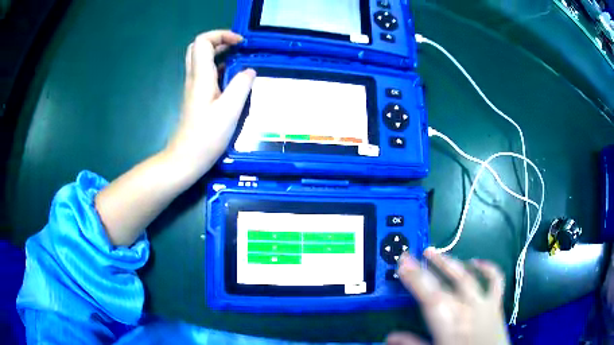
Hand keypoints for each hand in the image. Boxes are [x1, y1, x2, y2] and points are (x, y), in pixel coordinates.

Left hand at [166, 30, 255, 177]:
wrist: (185, 159)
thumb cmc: (206, 137)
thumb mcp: (229, 110)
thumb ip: (241, 85)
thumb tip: (249, 70)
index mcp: (201, 77)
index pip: (203, 41)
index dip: (221, 35)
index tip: (240, 44)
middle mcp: (194, 78)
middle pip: (199, 47)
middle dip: (219, 41)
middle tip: (238, 48)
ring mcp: (193, 88)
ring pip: (202, 59)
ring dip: (220, 54)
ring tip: (240, 60)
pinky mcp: (196, 97)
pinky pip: (206, 74)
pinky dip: (220, 68)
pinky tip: (234, 79)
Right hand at [387, 249, 509, 344]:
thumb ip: (412, 344)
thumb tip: (390, 336)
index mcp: (448, 323)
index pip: (428, 296)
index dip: (415, 278)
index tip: (403, 262)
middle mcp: (466, 308)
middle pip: (443, 284)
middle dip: (425, 269)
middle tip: (412, 254)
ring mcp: (483, 303)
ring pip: (466, 276)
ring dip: (450, 263)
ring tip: (435, 253)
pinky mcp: (496, 303)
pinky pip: (495, 280)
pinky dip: (488, 268)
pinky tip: (477, 261)